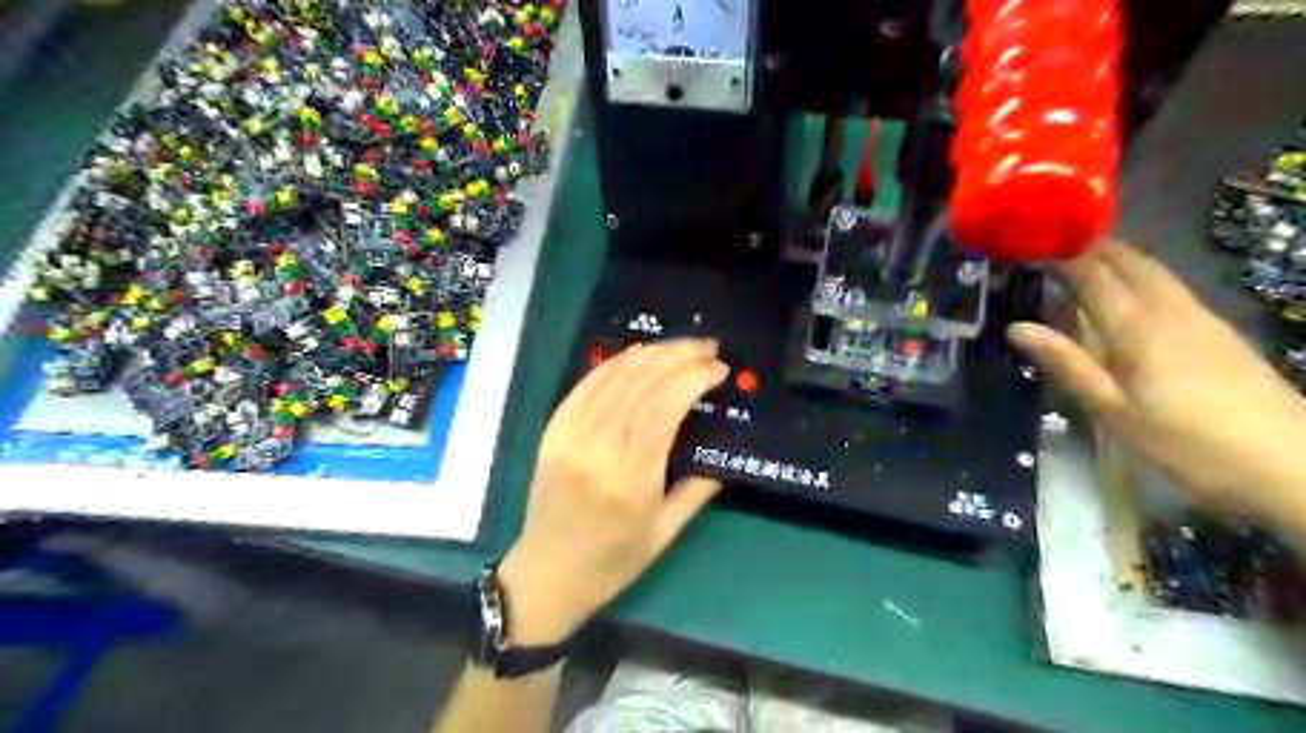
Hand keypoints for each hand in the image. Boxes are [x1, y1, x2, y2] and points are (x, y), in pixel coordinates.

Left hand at [498, 338, 730, 642]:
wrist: (547, 573)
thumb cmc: (612, 561)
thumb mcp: (665, 533)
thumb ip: (698, 490)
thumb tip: (723, 454)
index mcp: (632, 475)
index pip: (667, 405)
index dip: (695, 377)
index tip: (719, 368)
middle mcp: (600, 445)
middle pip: (643, 382)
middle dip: (680, 356)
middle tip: (708, 347)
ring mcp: (572, 434)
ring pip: (615, 376)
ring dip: (652, 353)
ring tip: (681, 346)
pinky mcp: (554, 430)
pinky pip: (586, 385)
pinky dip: (614, 364)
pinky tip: (637, 354)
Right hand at [1008, 238, 1305, 515]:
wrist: (1293, 465)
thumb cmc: (1188, 443)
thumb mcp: (1113, 410)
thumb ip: (1067, 364)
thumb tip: (1017, 328)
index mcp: (1138, 327)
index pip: (1094, 274)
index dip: (1061, 255)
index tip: (1027, 243)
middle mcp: (1170, 310)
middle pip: (1129, 262)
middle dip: (1090, 247)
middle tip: (1051, 244)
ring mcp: (1201, 318)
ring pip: (1154, 271)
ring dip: (1116, 258)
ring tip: (1081, 260)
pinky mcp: (1218, 332)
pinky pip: (1169, 288)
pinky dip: (1140, 277)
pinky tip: (1129, 295)